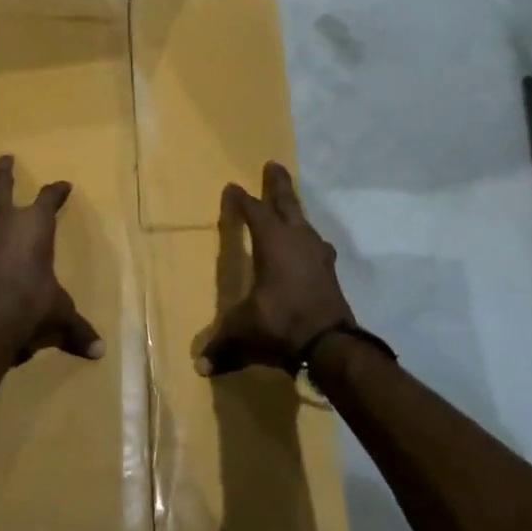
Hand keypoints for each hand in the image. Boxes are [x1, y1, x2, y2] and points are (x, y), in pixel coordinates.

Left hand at [0, 154, 103, 364]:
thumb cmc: (31, 305)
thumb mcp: (59, 315)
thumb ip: (77, 329)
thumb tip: (100, 352)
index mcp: (34, 227)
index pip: (48, 200)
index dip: (56, 192)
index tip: (64, 185)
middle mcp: (4, 226)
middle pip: (0, 190)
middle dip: (3, 173)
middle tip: (5, 158)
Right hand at [198, 162, 355, 375]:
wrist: (330, 344)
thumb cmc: (281, 323)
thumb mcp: (244, 331)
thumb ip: (222, 344)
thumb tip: (200, 366)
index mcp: (272, 243)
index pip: (254, 212)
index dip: (242, 200)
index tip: (233, 187)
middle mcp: (297, 240)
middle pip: (286, 204)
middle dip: (278, 185)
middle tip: (274, 164)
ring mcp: (317, 254)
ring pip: (304, 221)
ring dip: (295, 210)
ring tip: (290, 205)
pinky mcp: (329, 271)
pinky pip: (315, 244)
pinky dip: (308, 238)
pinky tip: (310, 245)